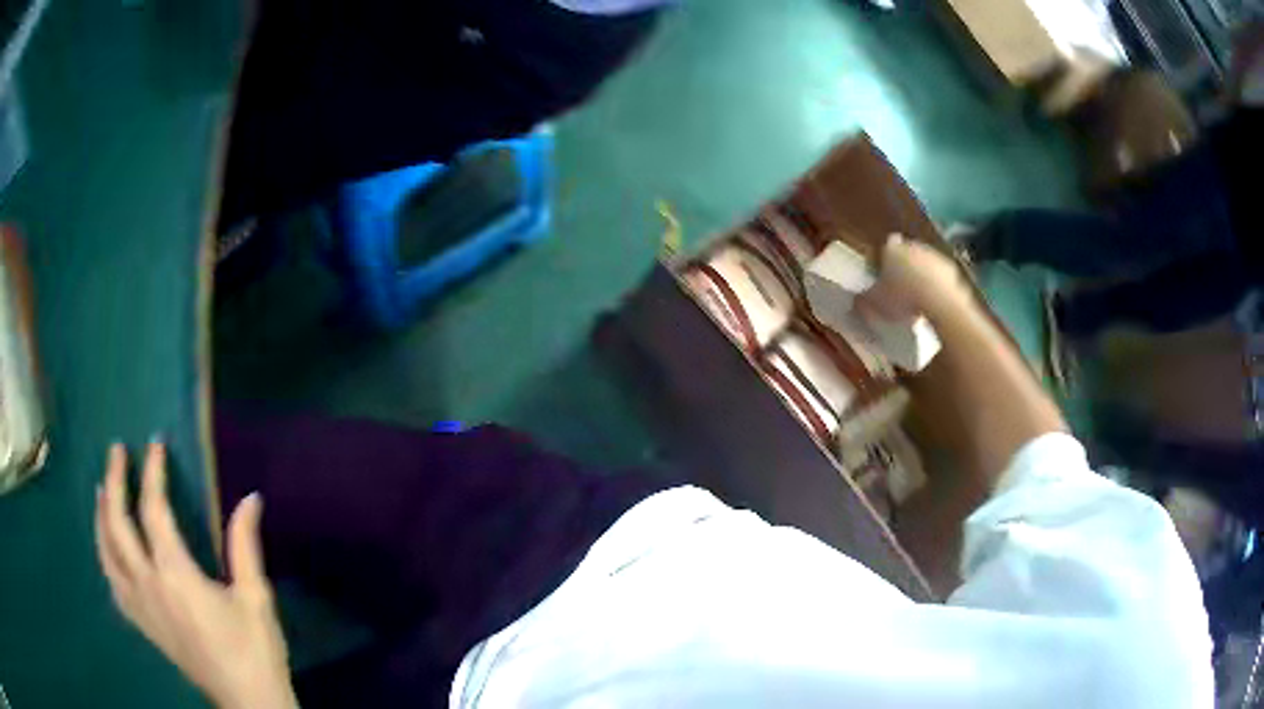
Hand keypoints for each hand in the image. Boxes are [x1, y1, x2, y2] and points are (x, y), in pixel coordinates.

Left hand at [94, 441, 297, 708]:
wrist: (248, 703)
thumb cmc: (254, 651)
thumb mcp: (256, 599)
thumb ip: (246, 546)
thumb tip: (251, 498)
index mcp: (176, 576)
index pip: (153, 511)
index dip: (153, 473)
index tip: (155, 443)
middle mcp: (148, 586)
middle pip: (118, 525)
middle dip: (115, 482)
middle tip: (116, 451)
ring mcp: (141, 608)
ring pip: (106, 553)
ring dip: (101, 517)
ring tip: (102, 491)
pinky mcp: (144, 625)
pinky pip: (113, 584)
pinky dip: (105, 558)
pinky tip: (107, 549)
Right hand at [855, 234, 973, 322]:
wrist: (940, 304)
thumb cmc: (902, 299)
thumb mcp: (874, 305)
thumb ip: (862, 301)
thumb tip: (854, 301)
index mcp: (891, 249)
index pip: (884, 248)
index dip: (882, 261)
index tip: (881, 276)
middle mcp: (913, 246)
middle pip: (906, 253)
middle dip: (903, 267)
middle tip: (898, 289)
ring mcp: (934, 256)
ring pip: (924, 264)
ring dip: (921, 276)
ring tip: (916, 300)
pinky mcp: (952, 270)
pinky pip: (940, 276)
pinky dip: (936, 286)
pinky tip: (932, 304)